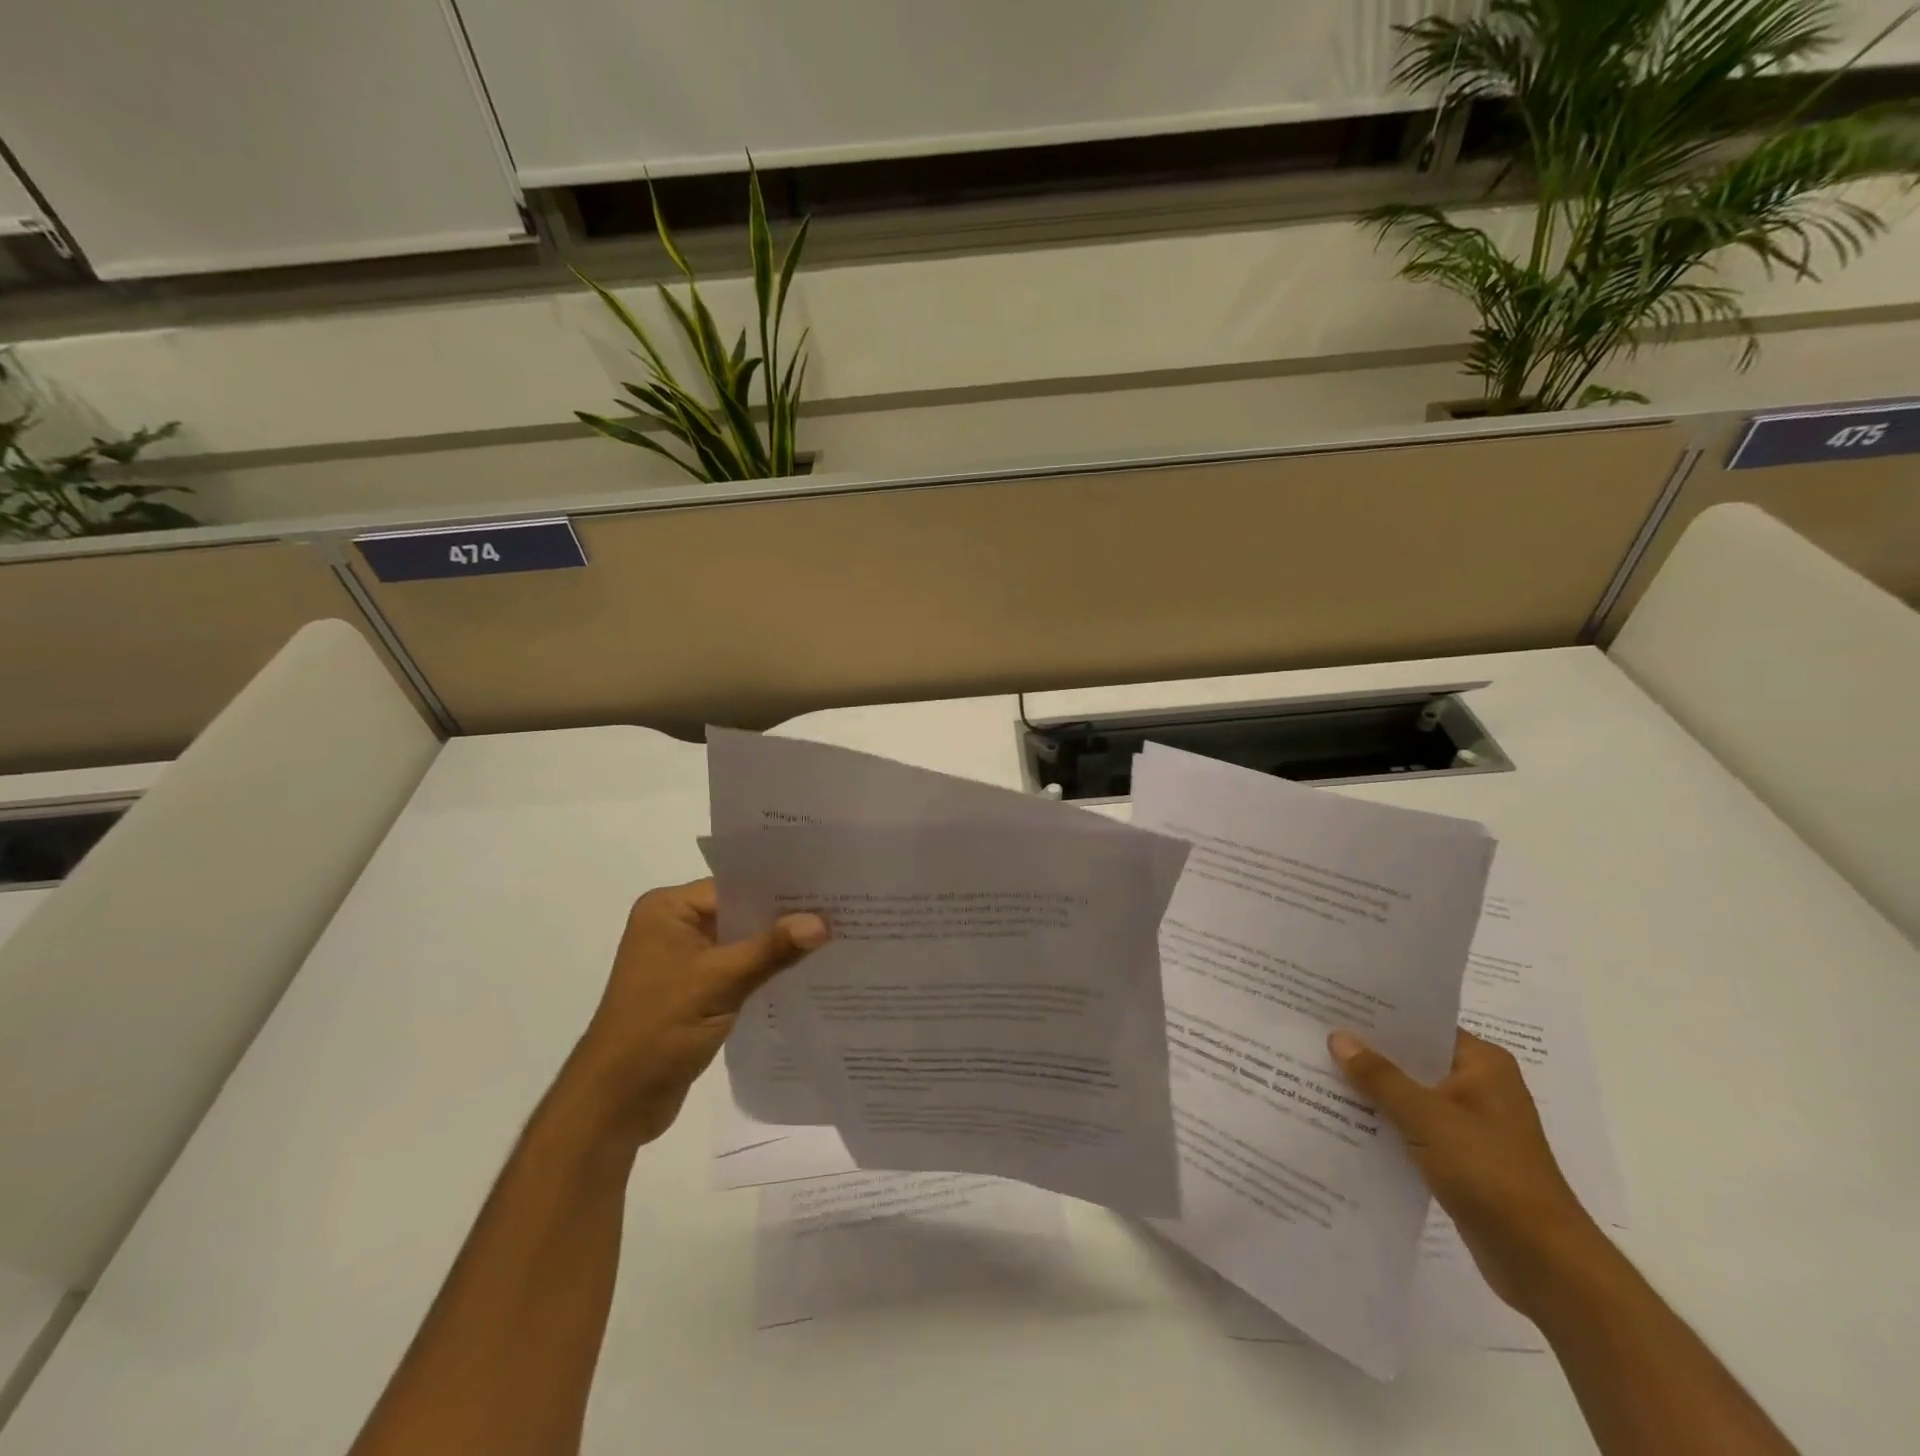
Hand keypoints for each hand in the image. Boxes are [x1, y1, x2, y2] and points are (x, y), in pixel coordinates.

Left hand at [568, 878, 827, 1147]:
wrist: (614, 1105)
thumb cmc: (657, 1030)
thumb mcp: (719, 983)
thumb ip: (771, 950)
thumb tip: (823, 922)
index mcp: (668, 910)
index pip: (735, 886)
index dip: (780, 888)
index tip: (827, 888)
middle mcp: (674, 926)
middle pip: (740, 912)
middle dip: (784, 917)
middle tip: (839, 910)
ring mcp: (683, 960)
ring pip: (742, 942)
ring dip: (777, 946)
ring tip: (833, 937)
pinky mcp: (694, 990)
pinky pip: (738, 968)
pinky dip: (765, 970)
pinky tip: (805, 971)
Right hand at [1328, 1028, 1603, 1319]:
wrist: (1542, 1262)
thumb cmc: (1490, 1173)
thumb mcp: (1427, 1117)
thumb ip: (1380, 1076)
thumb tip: (1338, 1036)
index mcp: (1483, 1064)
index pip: (1422, 1024)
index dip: (1378, 1015)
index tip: (1333, 1004)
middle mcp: (1479, 1086)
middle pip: (1413, 1058)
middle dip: (1368, 1053)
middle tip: (1315, 1034)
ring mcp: (1471, 1123)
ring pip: (1410, 1093)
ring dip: (1373, 1089)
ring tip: (1317, 1070)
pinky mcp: (1460, 1157)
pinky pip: (1413, 1125)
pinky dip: (1384, 1121)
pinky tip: (1343, 1117)